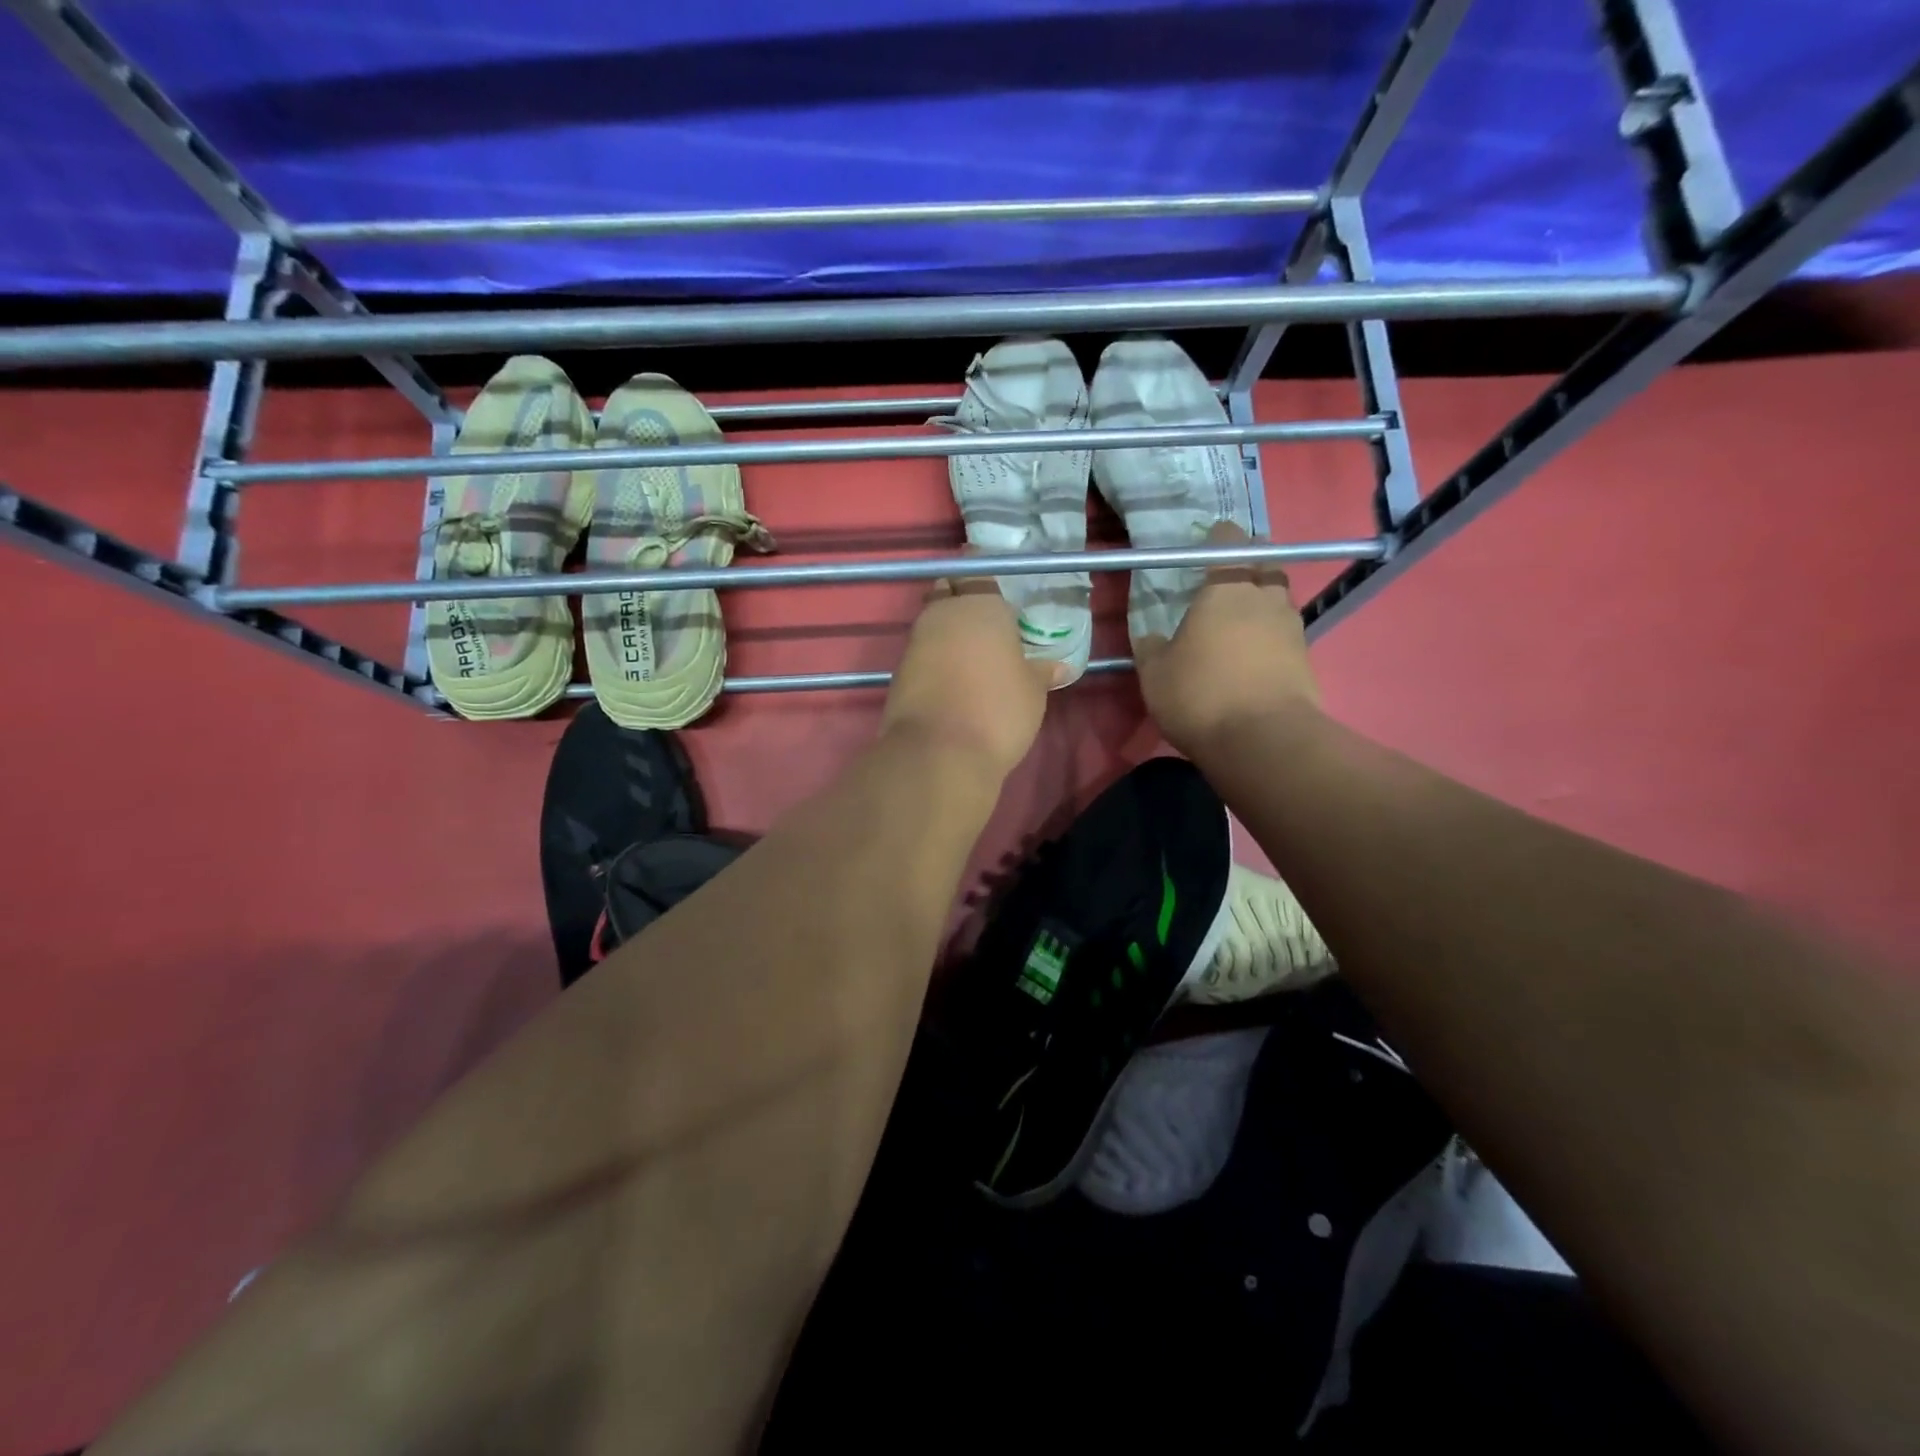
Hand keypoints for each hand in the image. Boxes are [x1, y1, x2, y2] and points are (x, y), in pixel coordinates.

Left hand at [882, 575, 1055, 780]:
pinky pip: (922, 652)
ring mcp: (915, 641)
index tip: (998, 591)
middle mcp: (943, 613)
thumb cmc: (998, 709)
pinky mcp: (899, 671)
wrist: (939, 752)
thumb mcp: (1032, 691)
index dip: (985, 576)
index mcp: (980, 604)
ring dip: (947, 631)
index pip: (977, 569)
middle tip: (985, 621)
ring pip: (932, 623)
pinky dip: (935, 658)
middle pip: (947, 592)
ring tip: (974, 653)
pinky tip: (953, 677)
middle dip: (961, 599)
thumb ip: (1041, 672)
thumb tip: (1060, 667)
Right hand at [1134, 522, 1321, 756]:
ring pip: (1279, 600)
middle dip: (1248, 568)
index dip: (1217, 540)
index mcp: (1226, 587)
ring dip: (1262, 605)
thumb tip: (1151, 637)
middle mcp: (1265, 597)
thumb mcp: (1155, 673)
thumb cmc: (1200, 694)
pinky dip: (1270, 639)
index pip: (1229, 540)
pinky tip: (1252, 658)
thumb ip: (1151, 647)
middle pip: (1264, 566)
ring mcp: (1292, 627)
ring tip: (1238, 626)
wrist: (1263, 740)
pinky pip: (1286, 635)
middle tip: (1223, 587)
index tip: (1203, 553)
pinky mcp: (1306, 658)